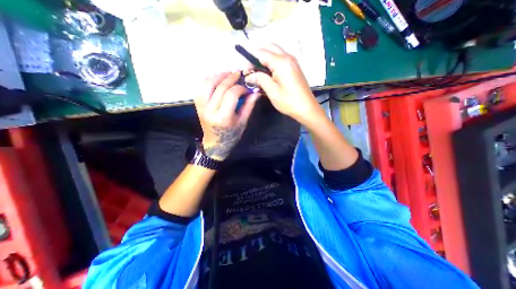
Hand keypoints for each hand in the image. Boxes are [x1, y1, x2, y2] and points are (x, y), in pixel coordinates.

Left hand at [193, 71, 257, 160]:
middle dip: (231, 77)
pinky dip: (210, 80)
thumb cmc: (231, 135)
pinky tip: (218, 79)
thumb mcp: (243, 122)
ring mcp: (201, 107)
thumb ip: (249, 106)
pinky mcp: (197, 105)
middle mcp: (210, 110)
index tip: (247, 88)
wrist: (215, 143)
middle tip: (239, 74)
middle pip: (220, 87)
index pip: (232, 94)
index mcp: (224, 117)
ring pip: (208, 83)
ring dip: (218, 75)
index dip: (240, 87)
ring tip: (228, 74)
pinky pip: (201, 87)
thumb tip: (256, 92)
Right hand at [245, 43, 320, 123]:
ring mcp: (293, 61)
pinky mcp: (294, 67)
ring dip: (265, 59)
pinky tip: (270, 75)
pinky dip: (273, 62)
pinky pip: (281, 58)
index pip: (261, 52)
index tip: (247, 72)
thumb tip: (249, 75)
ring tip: (260, 74)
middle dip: (258, 56)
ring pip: (275, 52)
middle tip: (253, 71)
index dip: (251, 61)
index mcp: (281, 62)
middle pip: (268, 47)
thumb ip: (260, 79)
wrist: (307, 108)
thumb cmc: (289, 102)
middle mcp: (288, 57)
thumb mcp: (272, 92)